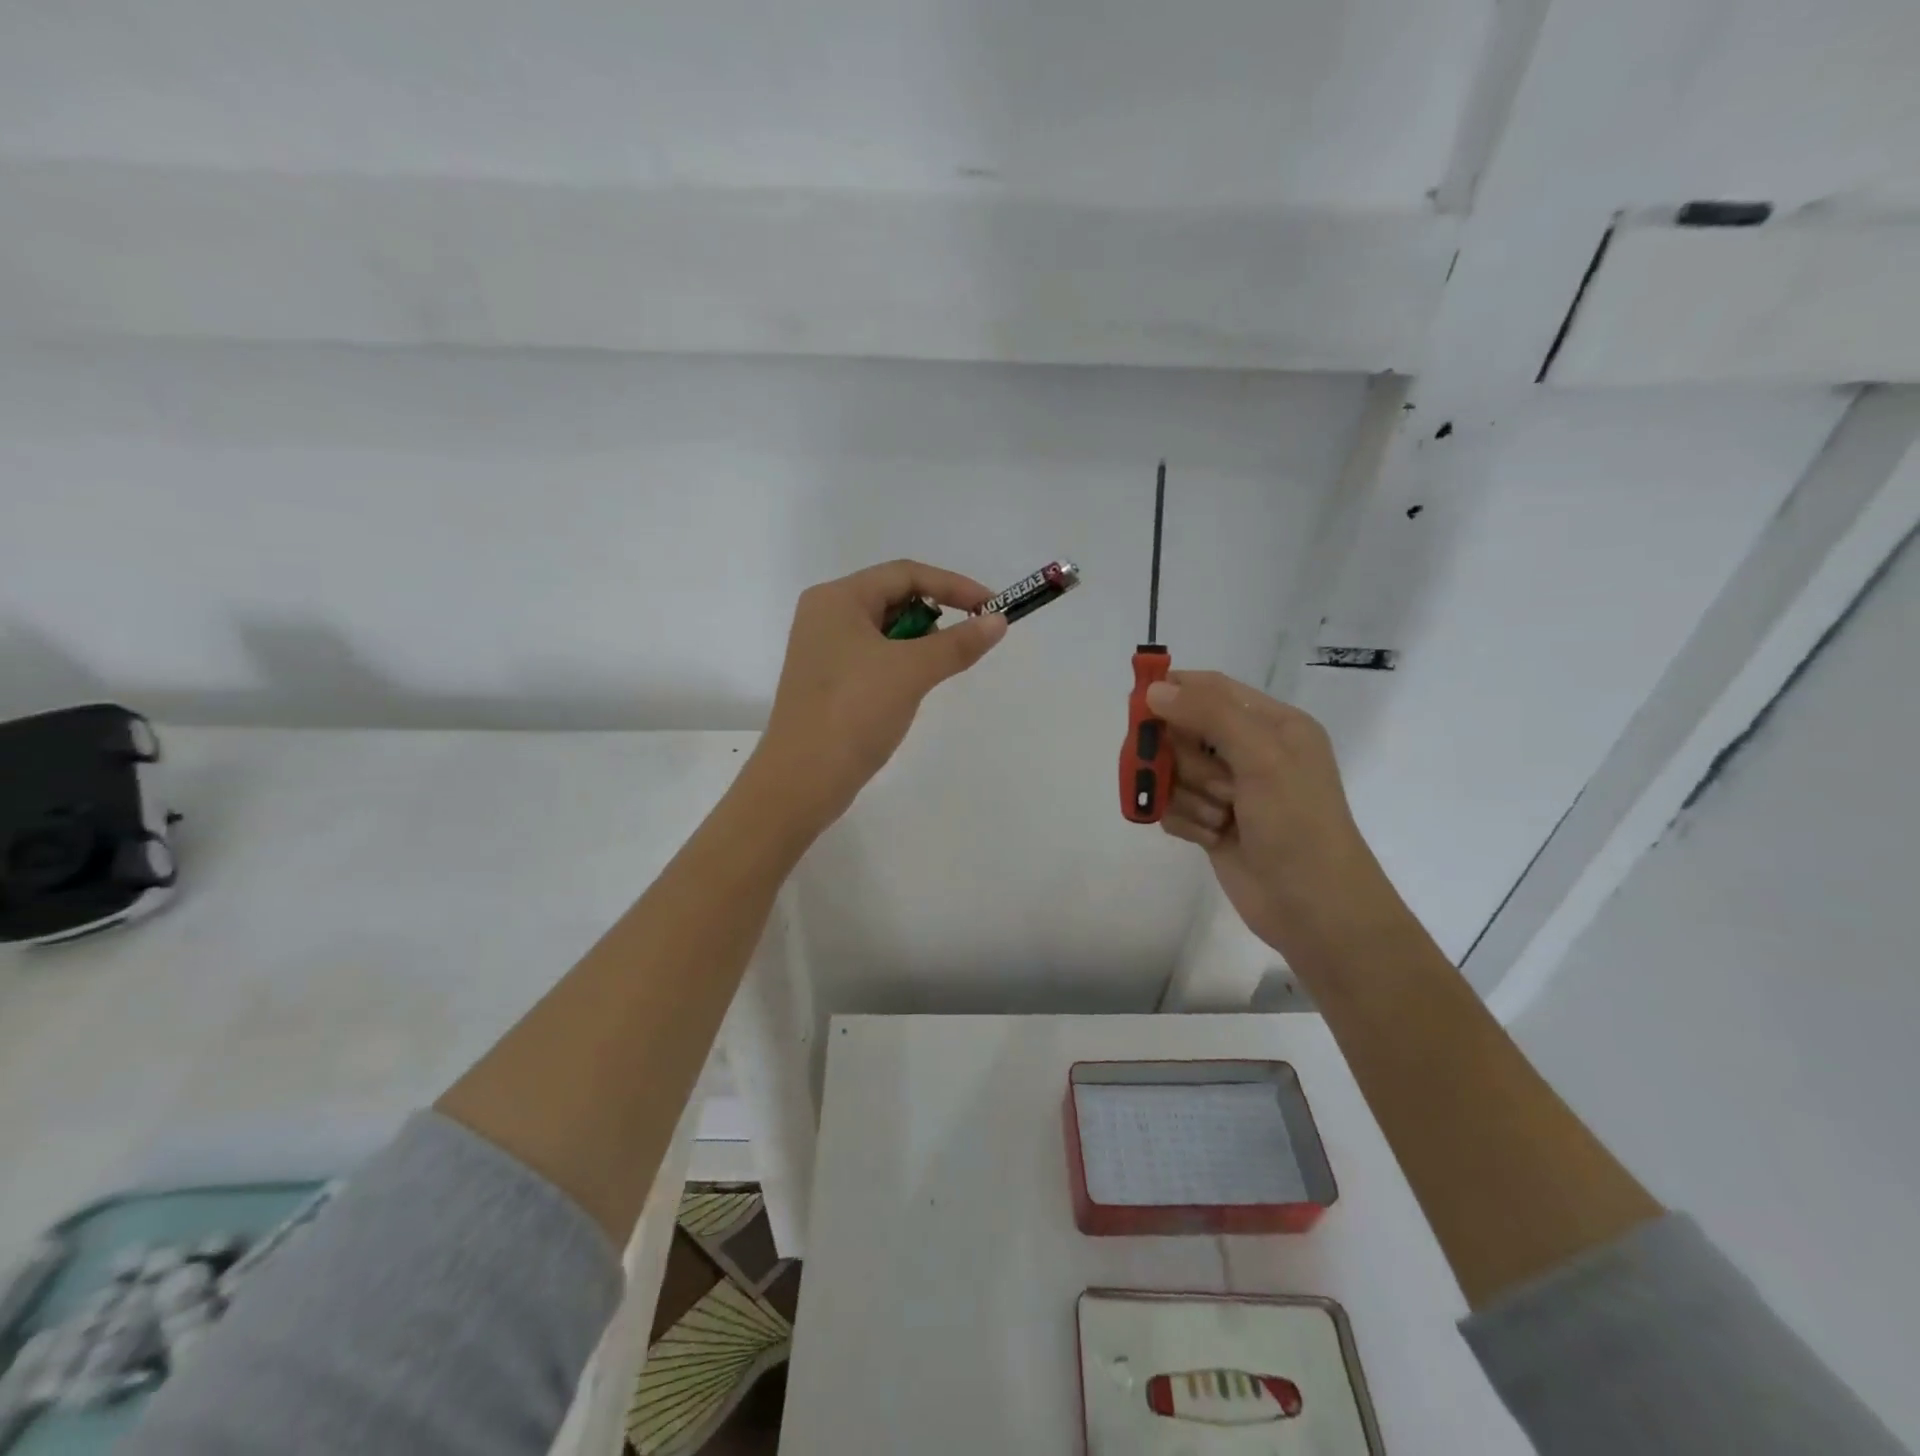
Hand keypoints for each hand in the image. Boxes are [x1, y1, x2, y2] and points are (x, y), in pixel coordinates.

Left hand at [749, 560, 1007, 832]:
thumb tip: (998, 622)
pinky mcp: (828, 682)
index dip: (954, 586)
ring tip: (936, 672)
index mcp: (837, 598)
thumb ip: (958, 643)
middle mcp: (825, 616)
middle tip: (964, 645)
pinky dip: (901, 666)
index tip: (991, 609)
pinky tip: (913, 690)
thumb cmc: (853, 712)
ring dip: (919, 645)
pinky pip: (874, 659)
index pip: (905, 574)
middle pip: (894, 598)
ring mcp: (824, 651)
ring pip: (886, 632)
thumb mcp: (911, 671)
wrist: (802, 780)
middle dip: (935, 617)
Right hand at [1146, 671, 1398, 959]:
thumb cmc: (1298, 824)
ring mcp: (1228, 790)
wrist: (1314, 909)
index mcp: (1273, 724)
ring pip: (1173, 773)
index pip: (1212, 689)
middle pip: (1183, 732)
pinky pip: (1172, 807)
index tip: (1139, 706)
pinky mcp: (1211, 823)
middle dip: (1185, 759)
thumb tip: (1155, 689)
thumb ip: (1209, 715)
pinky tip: (1210, 838)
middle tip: (1211, 781)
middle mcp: (1249, 752)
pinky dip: (1185, 821)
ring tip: (1220, 818)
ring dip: (1189, 796)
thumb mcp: (1262, 757)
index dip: (1174, 691)